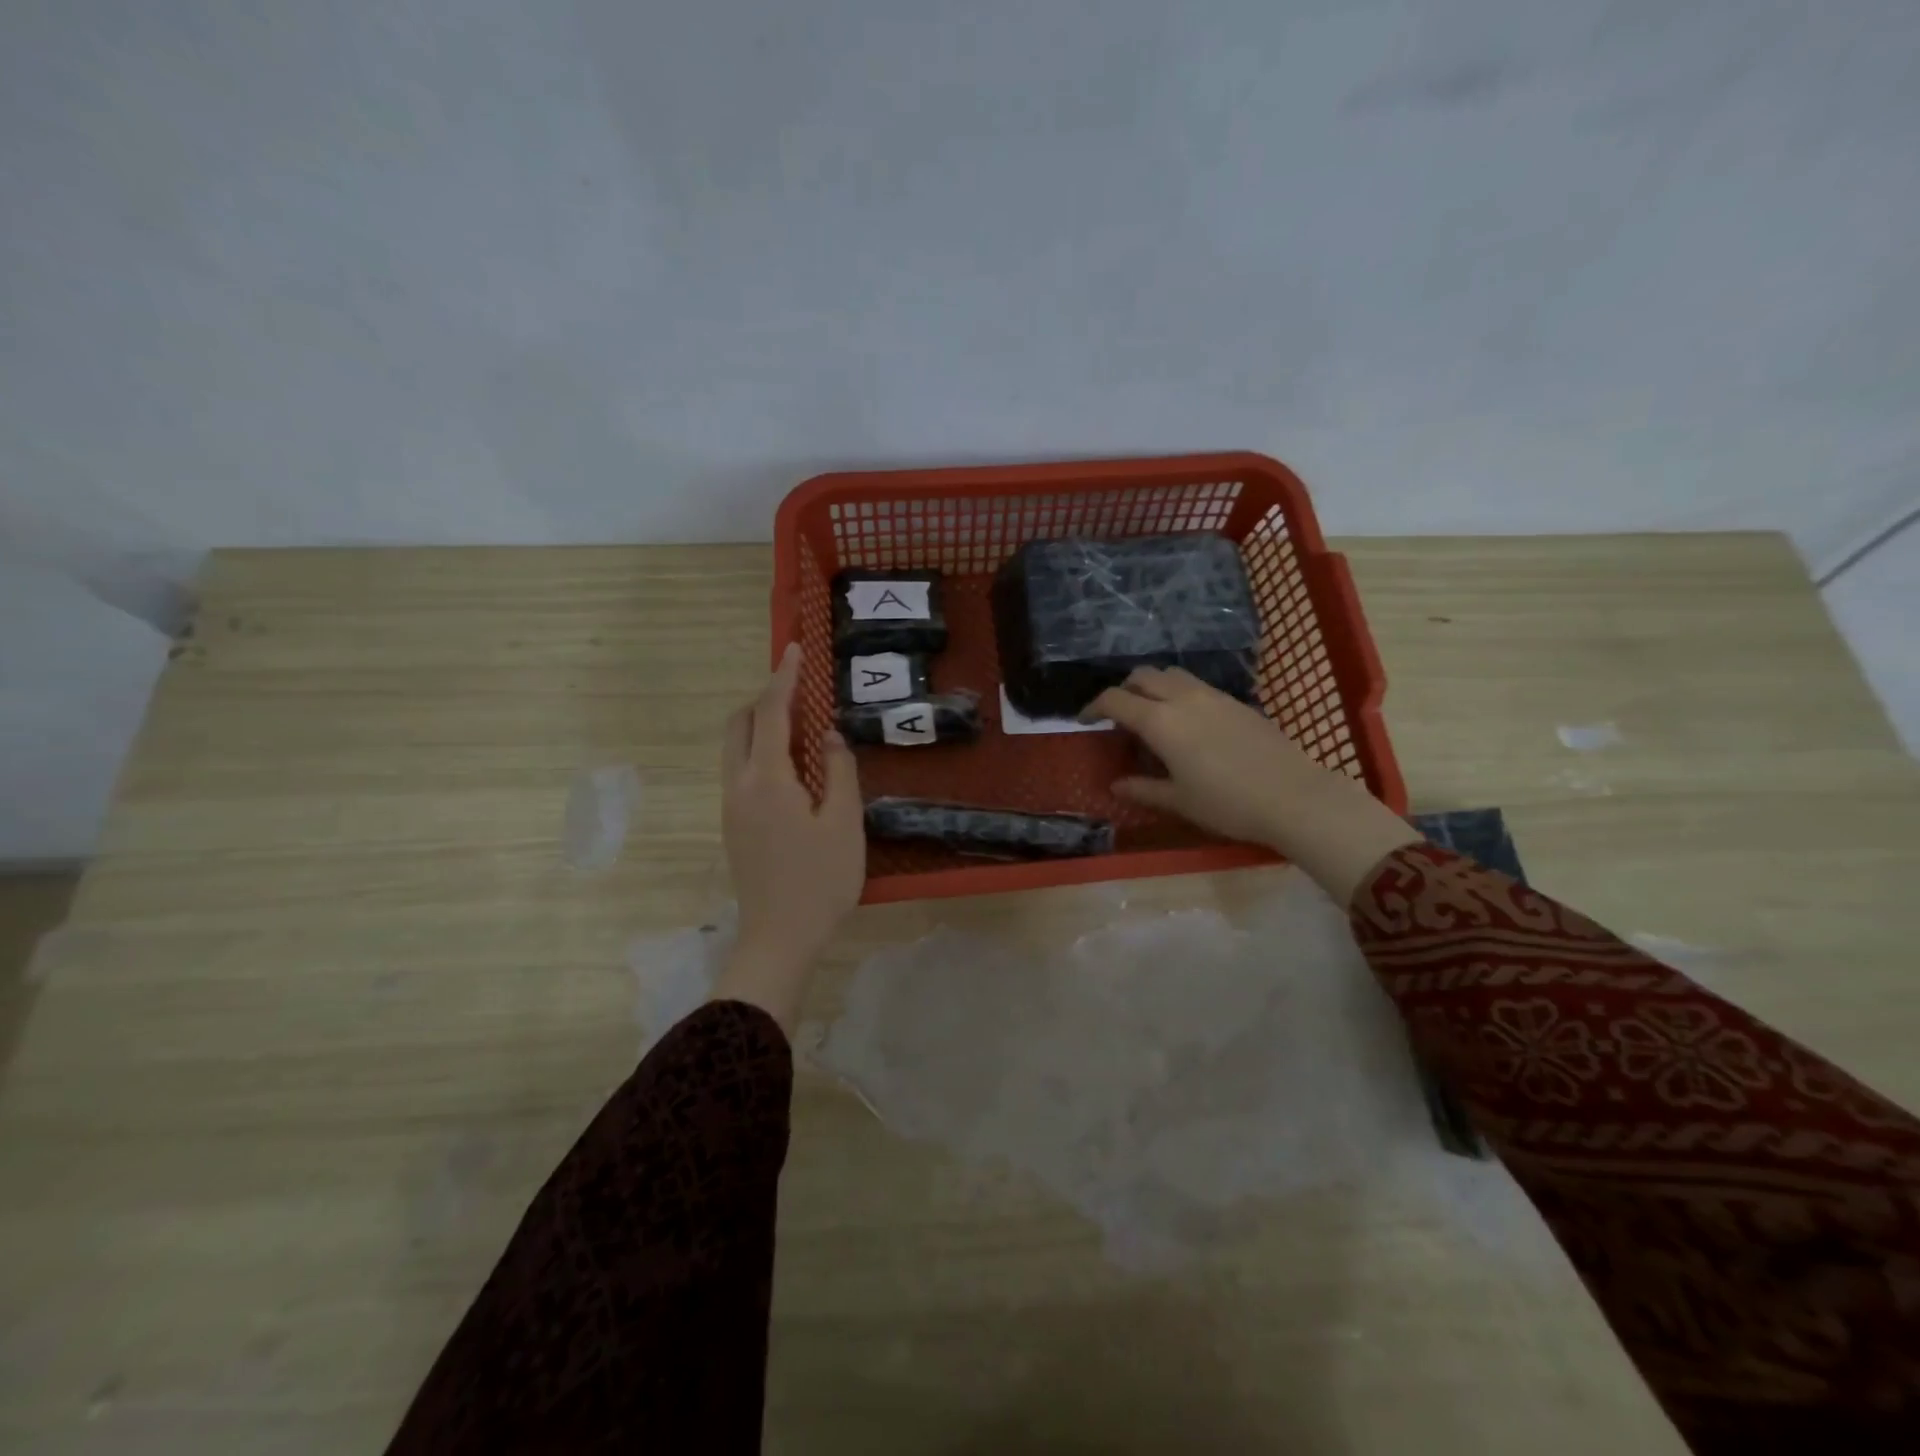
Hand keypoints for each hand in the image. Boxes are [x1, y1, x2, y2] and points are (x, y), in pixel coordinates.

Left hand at [712, 643, 864, 1029]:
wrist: (780, 938)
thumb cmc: (820, 880)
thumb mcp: (844, 823)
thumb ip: (839, 771)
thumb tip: (828, 737)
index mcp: (767, 780)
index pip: (771, 714)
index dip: (783, 679)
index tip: (794, 650)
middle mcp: (739, 785)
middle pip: (739, 725)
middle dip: (764, 699)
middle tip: (797, 691)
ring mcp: (731, 807)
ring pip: (735, 748)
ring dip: (760, 725)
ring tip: (799, 726)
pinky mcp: (733, 826)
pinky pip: (740, 770)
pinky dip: (759, 751)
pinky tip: (791, 767)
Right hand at [1087, 667, 1417, 906]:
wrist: (1294, 797)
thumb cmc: (1227, 803)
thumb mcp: (1179, 801)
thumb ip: (1143, 789)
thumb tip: (1116, 785)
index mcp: (1161, 722)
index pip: (1116, 700)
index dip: (1094, 707)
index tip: (1085, 720)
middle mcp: (1184, 699)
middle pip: (1143, 675)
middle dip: (1124, 689)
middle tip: (1119, 715)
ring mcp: (1214, 696)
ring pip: (1172, 674)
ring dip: (1153, 685)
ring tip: (1153, 713)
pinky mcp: (1237, 701)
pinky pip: (1197, 685)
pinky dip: (1179, 693)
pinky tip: (1188, 722)